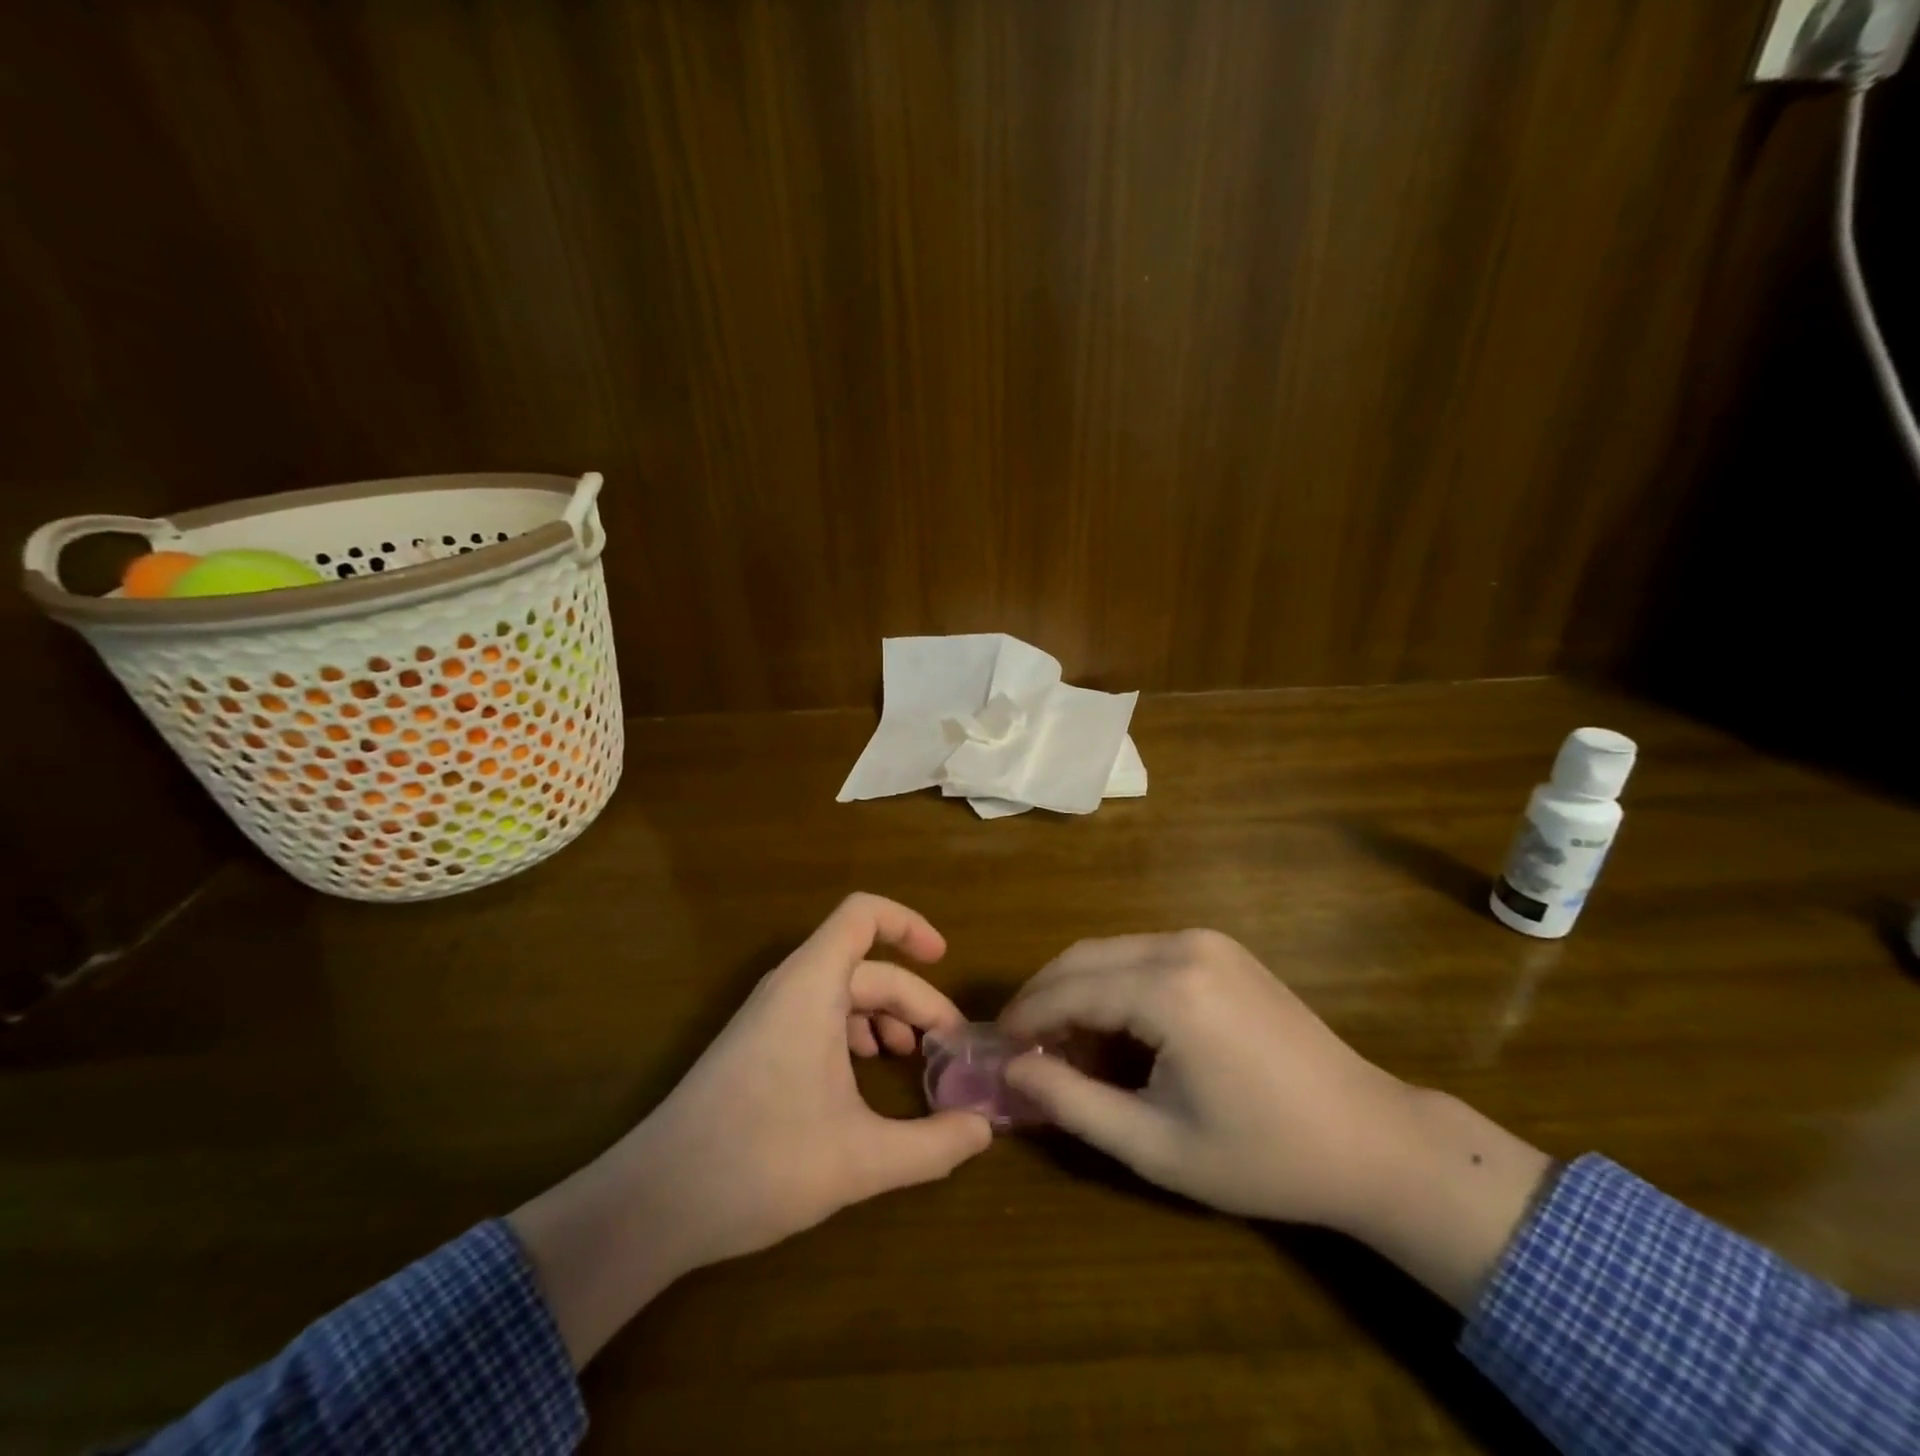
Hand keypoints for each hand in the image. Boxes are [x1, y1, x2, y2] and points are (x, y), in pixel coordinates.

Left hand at [512, 894, 991, 1362]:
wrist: (654, 1202)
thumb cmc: (761, 1162)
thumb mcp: (861, 1159)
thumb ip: (932, 1145)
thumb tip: (984, 1130)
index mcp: (812, 985)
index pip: (864, 914)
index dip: (910, 924)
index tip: (945, 960)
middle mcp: (790, 987)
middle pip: (868, 967)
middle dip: (914, 1001)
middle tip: (948, 1050)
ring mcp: (769, 1016)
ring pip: (842, 993)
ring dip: (885, 1018)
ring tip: (912, 1061)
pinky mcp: (757, 1045)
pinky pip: (818, 1016)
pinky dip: (853, 1033)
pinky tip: (866, 1077)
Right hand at [999, 929, 1411, 1229]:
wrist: (1371, 1139)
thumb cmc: (1262, 1155)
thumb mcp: (1155, 1145)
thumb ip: (1072, 1102)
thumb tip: (1010, 1070)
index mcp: (1168, 990)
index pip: (1069, 989)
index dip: (1026, 1017)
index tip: (996, 1047)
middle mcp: (1182, 946)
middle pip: (1084, 957)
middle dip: (1045, 996)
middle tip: (1022, 1045)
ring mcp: (1206, 940)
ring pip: (1111, 951)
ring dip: (1078, 989)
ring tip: (1063, 1043)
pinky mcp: (1222, 948)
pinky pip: (1144, 954)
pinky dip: (1115, 982)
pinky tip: (1114, 1025)